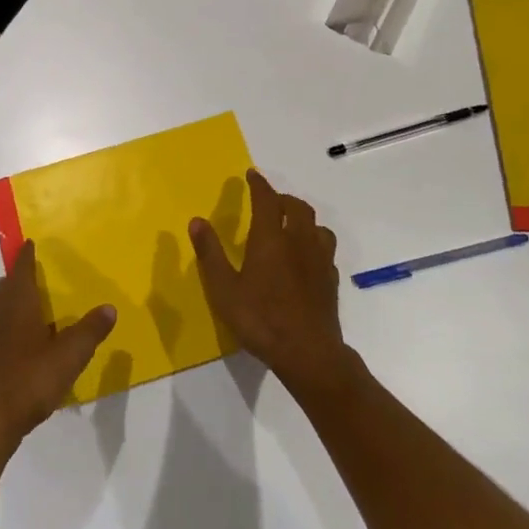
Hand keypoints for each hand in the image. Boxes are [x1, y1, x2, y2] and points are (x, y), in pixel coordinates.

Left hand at [0, 243, 116, 455]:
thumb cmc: (30, 379)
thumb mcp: (69, 355)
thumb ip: (90, 331)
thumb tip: (109, 307)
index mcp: (18, 304)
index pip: (21, 269)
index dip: (26, 255)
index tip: (30, 243)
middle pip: (6, 286)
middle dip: (18, 276)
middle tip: (32, 271)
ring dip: (10, 298)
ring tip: (27, 301)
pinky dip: (6, 322)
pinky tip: (18, 338)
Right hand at [190, 169, 357, 401]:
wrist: (308, 353)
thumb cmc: (260, 319)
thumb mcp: (224, 289)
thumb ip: (211, 253)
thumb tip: (197, 220)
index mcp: (271, 239)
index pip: (267, 200)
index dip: (259, 184)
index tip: (252, 175)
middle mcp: (298, 242)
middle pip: (297, 207)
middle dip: (282, 199)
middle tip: (269, 202)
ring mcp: (319, 260)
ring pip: (317, 226)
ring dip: (303, 218)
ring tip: (291, 225)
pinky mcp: (331, 279)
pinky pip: (325, 249)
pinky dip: (314, 243)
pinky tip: (306, 257)